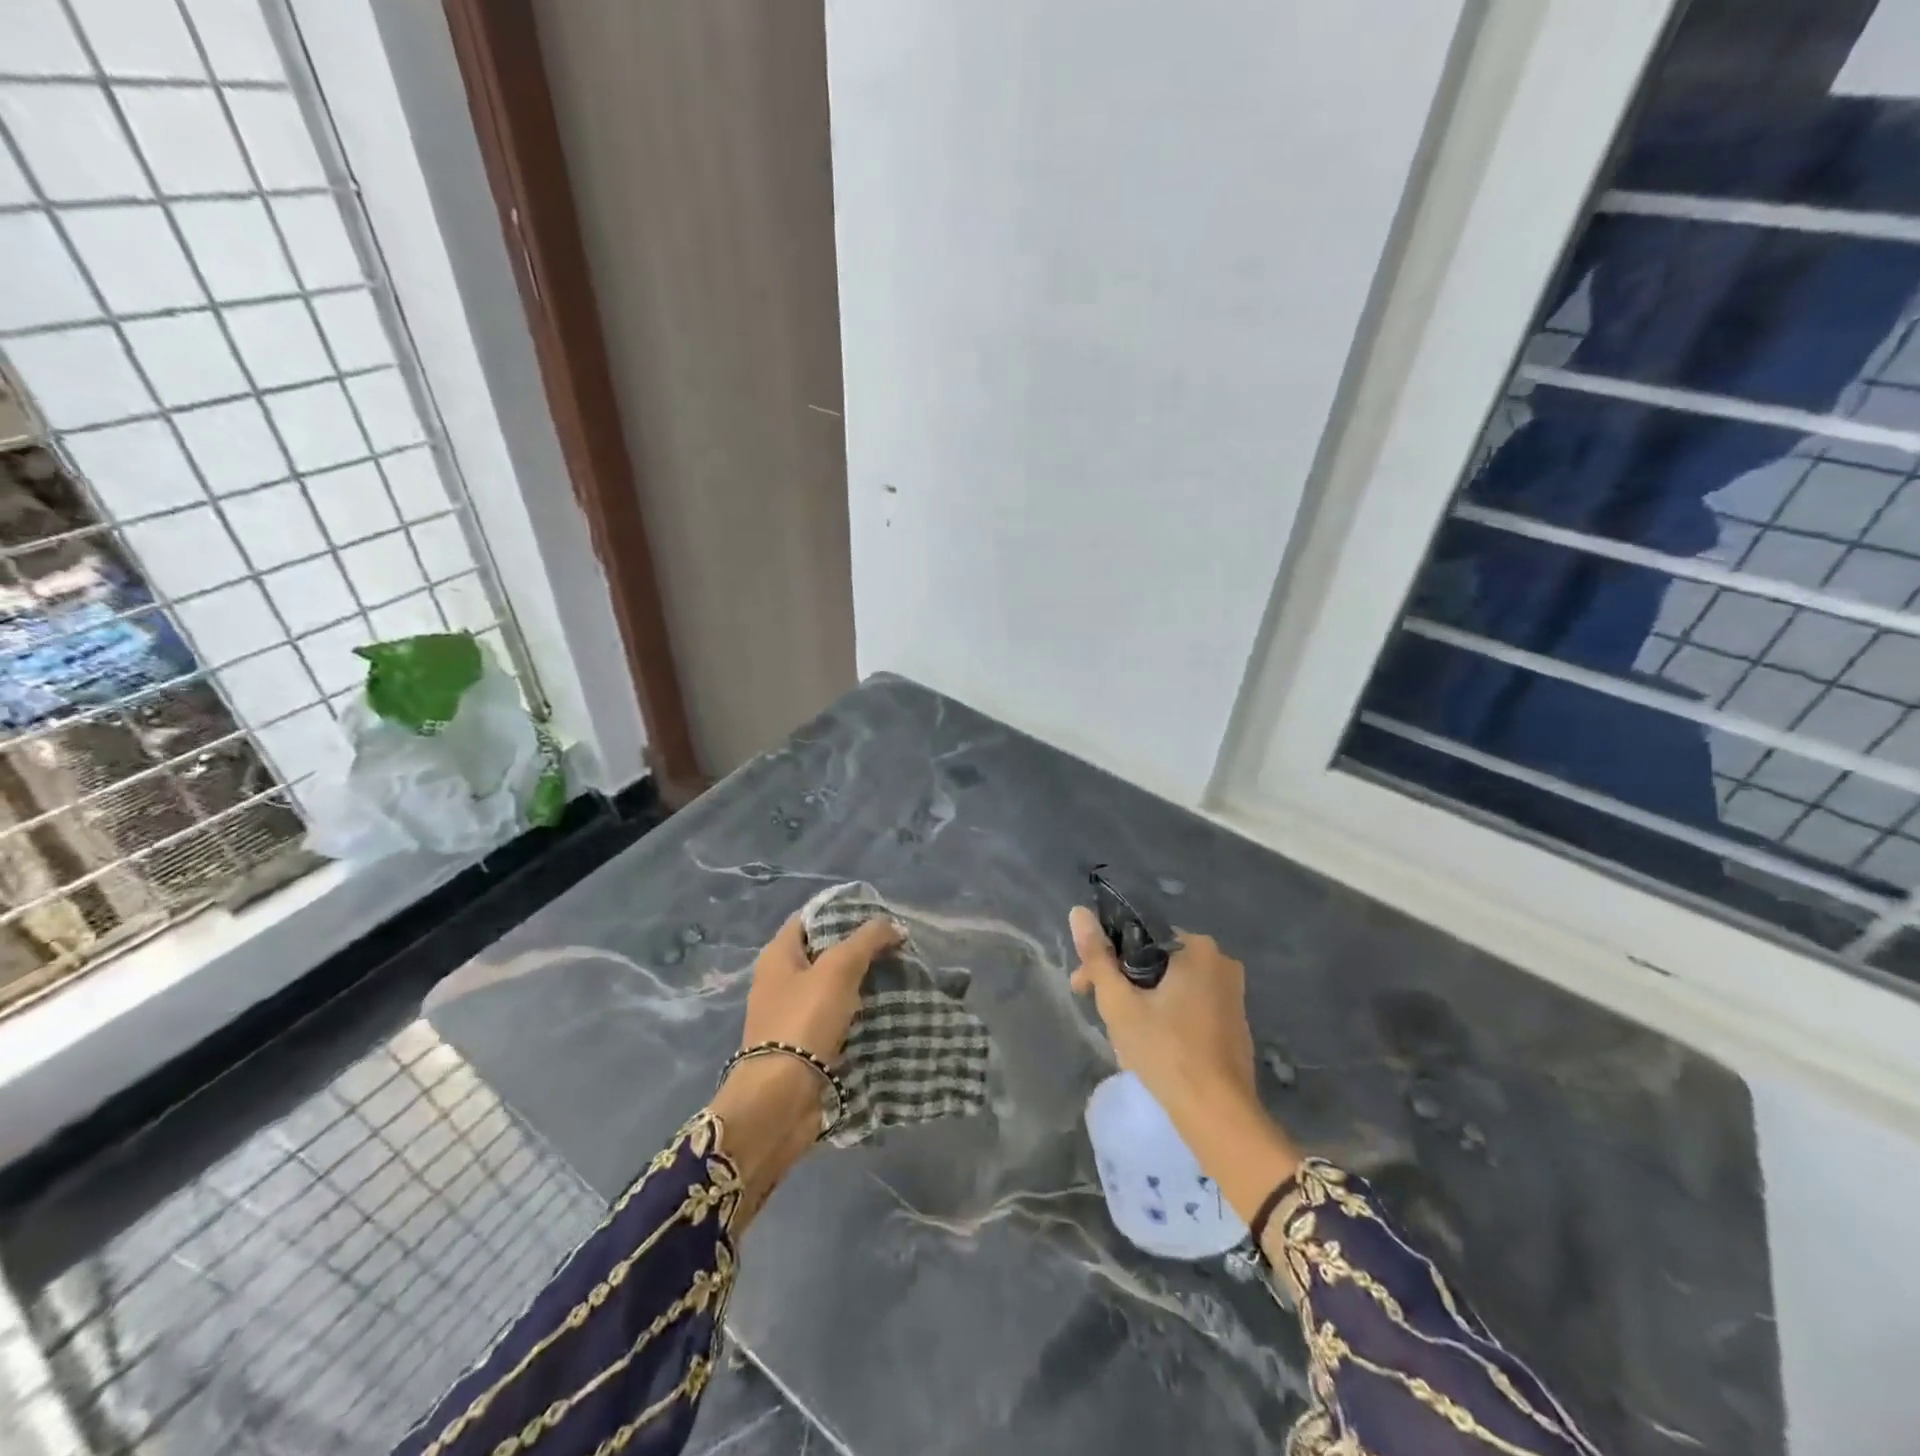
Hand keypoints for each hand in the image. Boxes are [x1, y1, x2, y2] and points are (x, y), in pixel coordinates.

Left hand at [710, 910, 901, 1229]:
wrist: (781, 1099)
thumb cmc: (804, 1021)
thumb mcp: (839, 969)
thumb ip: (867, 940)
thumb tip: (893, 925)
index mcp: (778, 955)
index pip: (810, 918)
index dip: (842, 911)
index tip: (878, 916)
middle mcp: (779, 980)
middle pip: (823, 952)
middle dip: (858, 948)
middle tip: (894, 947)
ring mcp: (790, 1014)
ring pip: (831, 986)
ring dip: (860, 982)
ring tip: (897, 976)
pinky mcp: (803, 1044)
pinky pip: (834, 1017)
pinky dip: (856, 1012)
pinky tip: (884, 1010)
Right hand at [1069, 906, 1255, 1118]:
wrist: (1219, 1115)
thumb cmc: (1166, 1051)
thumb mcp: (1120, 1002)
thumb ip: (1097, 956)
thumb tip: (1078, 912)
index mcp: (1197, 947)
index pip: (1137, 938)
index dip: (1104, 960)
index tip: (1083, 987)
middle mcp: (1220, 961)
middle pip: (1154, 962)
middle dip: (1122, 984)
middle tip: (1100, 1015)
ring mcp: (1232, 994)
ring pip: (1170, 986)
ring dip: (1141, 1003)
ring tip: (1121, 1036)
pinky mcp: (1234, 1023)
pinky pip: (1189, 1006)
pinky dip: (1165, 1017)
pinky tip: (1150, 1045)